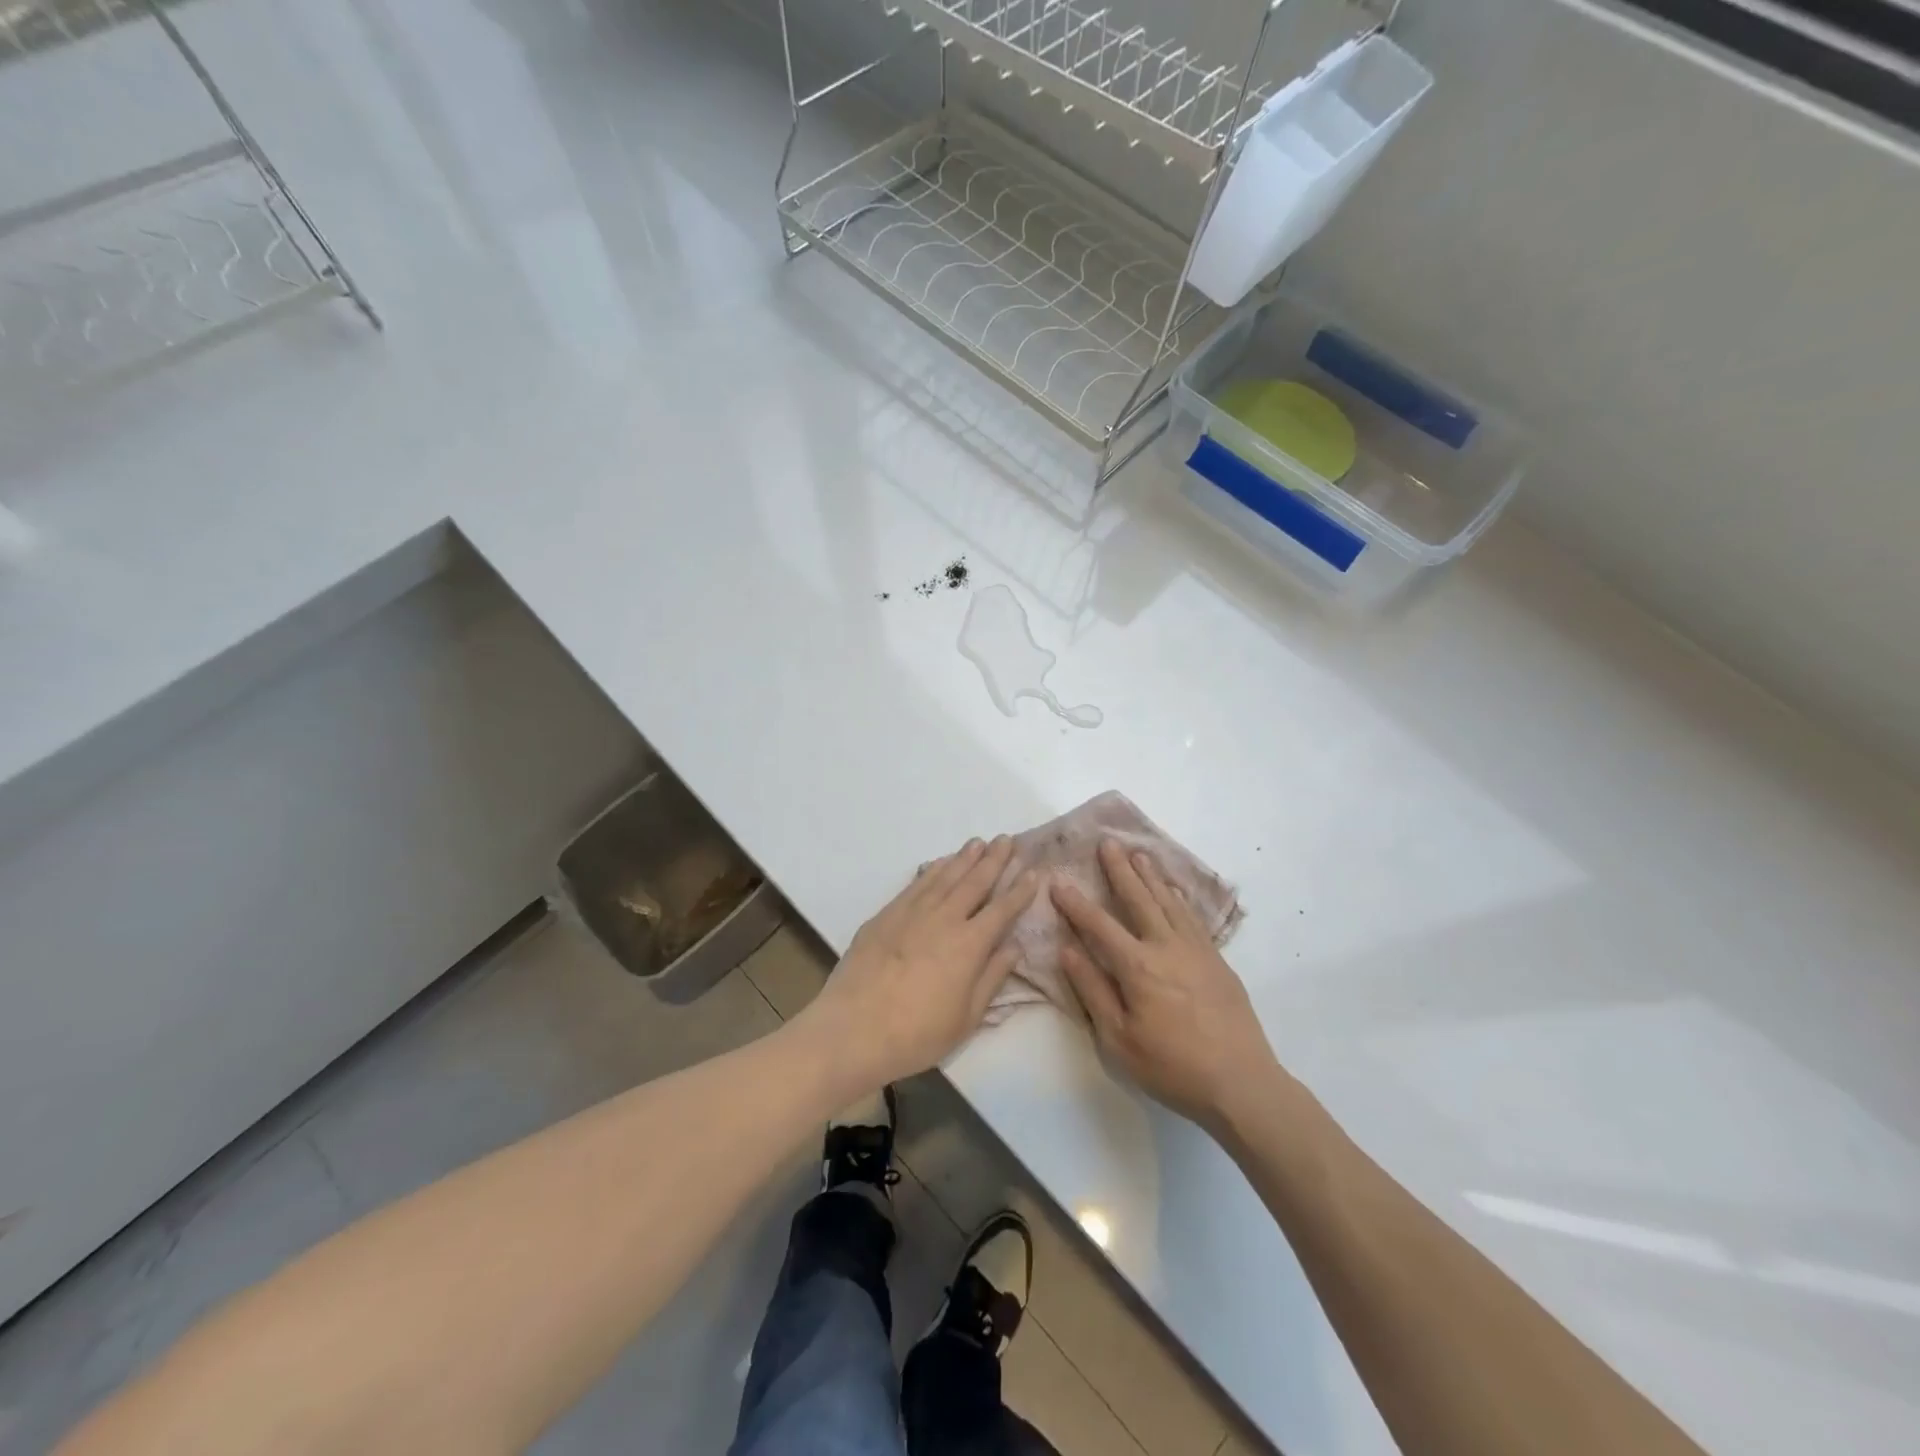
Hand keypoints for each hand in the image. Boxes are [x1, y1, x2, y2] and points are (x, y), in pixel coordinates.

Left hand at [801, 837, 1037, 1091]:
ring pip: (945, 876)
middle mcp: (944, 918)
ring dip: (964, 857)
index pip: (1002, 909)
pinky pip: (916, 883)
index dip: (1020, 890)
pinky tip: (939, 862)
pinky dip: (932, 869)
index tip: (1034, 872)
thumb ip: (992, 978)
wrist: (854, 1028)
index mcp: (969, 944)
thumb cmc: (917, 1033)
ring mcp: (913, 912)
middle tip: (1007, 839)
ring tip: (978, 842)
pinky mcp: (887, 914)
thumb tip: (1014, 947)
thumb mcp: (966, 1017)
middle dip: (994, 860)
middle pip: (974, 881)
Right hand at [1054, 840, 1278, 1133]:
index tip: (1058, 881)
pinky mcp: (1217, 960)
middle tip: (1108, 843)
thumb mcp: (1118, 1039)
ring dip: (1151, 876)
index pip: (1099, 925)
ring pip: (1168, 902)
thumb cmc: (1172, 1067)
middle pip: (1139, 899)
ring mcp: (1196, 950)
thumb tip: (1067, 950)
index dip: (1076, 903)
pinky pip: (1193, 917)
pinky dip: (1179, 898)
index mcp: (1137, 966)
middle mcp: (1166, 947)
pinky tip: (1174, 891)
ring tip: (1139, 855)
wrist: (1242, 1082)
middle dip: (1120, 870)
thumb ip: (1092, 990)